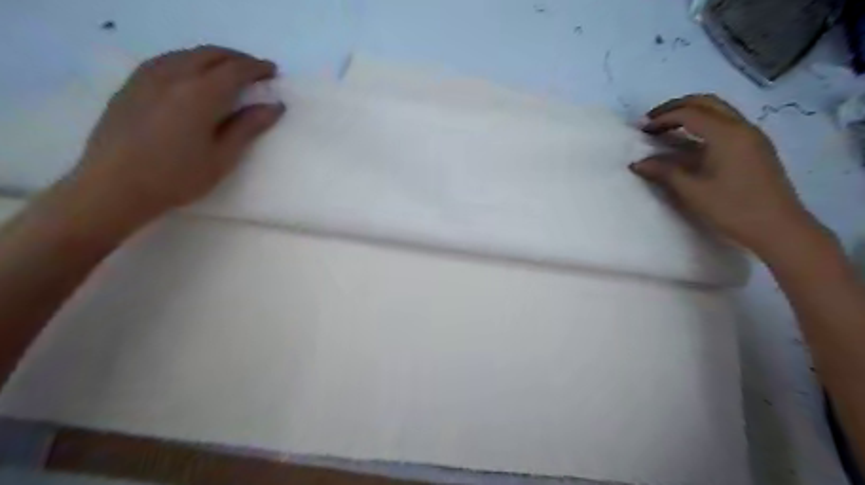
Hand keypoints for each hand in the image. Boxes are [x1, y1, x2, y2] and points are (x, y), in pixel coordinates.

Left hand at [68, 43, 284, 225]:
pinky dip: (189, 61)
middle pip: (211, 55)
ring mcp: (147, 77)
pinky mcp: (131, 84)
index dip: (257, 68)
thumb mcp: (222, 157)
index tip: (273, 71)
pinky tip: (194, 75)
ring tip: (230, 72)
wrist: (115, 186)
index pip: (235, 70)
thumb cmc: (178, 177)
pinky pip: (167, 60)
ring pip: (187, 54)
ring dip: (214, 58)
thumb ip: (248, 127)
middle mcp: (173, 76)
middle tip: (257, 71)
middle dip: (238, 58)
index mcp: (200, 95)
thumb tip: (274, 106)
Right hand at [634, 92, 819, 257]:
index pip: (690, 113)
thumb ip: (664, 172)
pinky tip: (688, 144)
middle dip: (676, 107)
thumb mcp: (692, 191)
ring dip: (690, 115)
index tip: (642, 130)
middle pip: (707, 103)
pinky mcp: (754, 148)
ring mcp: (751, 137)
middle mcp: (742, 127)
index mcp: (727, 134)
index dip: (662, 118)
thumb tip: (637, 163)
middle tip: (652, 121)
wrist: (777, 228)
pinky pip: (725, 125)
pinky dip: (703, 126)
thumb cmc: (732, 208)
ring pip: (718, 111)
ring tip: (666, 129)